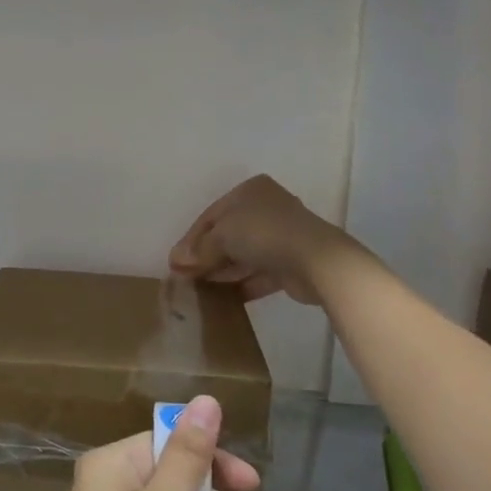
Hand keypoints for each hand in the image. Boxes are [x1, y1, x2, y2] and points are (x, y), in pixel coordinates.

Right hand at [169, 175, 355, 304]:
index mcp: (250, 191)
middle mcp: (266, 209)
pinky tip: (222, 299)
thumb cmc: (263, 233)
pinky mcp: (290, 263)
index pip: (211, 215)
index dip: (190, 239)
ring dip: (222, 272)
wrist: (315, 260)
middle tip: (185, 278)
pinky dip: (241, 284)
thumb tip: (176, 262)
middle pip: (227, 235)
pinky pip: (258, 273)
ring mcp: (280, 237)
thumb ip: (199, 250)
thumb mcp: (222, 235)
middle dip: (205, 256)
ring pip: (243, 255)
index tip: (175, 263)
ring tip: (199, 291)